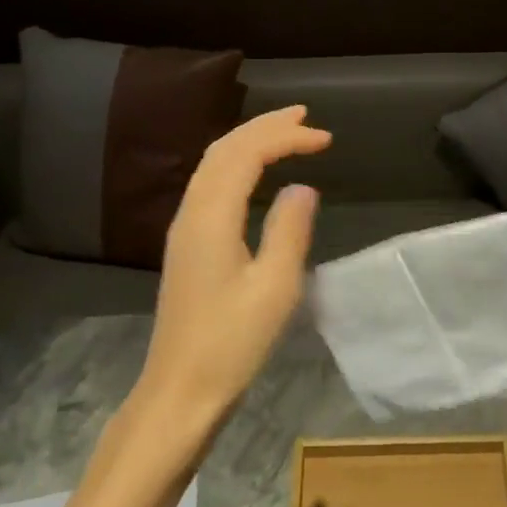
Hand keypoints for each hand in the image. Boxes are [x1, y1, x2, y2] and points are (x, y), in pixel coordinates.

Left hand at [138, 106, 331, 422]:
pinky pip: (210, 185)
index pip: (247, 154)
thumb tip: (302, 188)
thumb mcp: (275, 287)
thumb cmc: (231, 342)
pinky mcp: (186, 246)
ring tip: (284, 132)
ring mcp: (184, 229)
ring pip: (213, 165)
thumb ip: (290, 230)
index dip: (286, 137)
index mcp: (211, 216)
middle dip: (264, 126)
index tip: (326, 139)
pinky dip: (237, 165)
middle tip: (304, 116)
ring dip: (248, 142)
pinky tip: (254, 174)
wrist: (179, 390)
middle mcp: (191, 212)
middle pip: (224, 150)